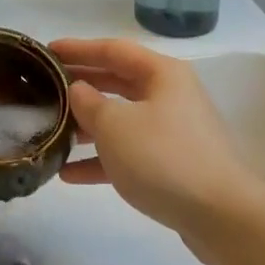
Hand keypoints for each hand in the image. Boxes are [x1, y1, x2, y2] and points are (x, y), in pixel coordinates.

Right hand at [52, 38, 264, 261]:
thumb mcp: (115, 125)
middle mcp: (170, 96)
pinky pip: (130, 153)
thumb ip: (90, 103)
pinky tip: (69, 174)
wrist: (220, 216)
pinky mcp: (172, 165)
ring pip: (122, 119)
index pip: (113, 50)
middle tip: (44, 88)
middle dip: (81, 86)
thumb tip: (79, 90)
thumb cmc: (163, 158)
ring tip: (51, 132)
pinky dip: (102, 160)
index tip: (47, 51)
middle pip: (118, 82)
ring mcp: (173, 132)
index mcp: (162, 74)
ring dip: (87, 126)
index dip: (78, 49)